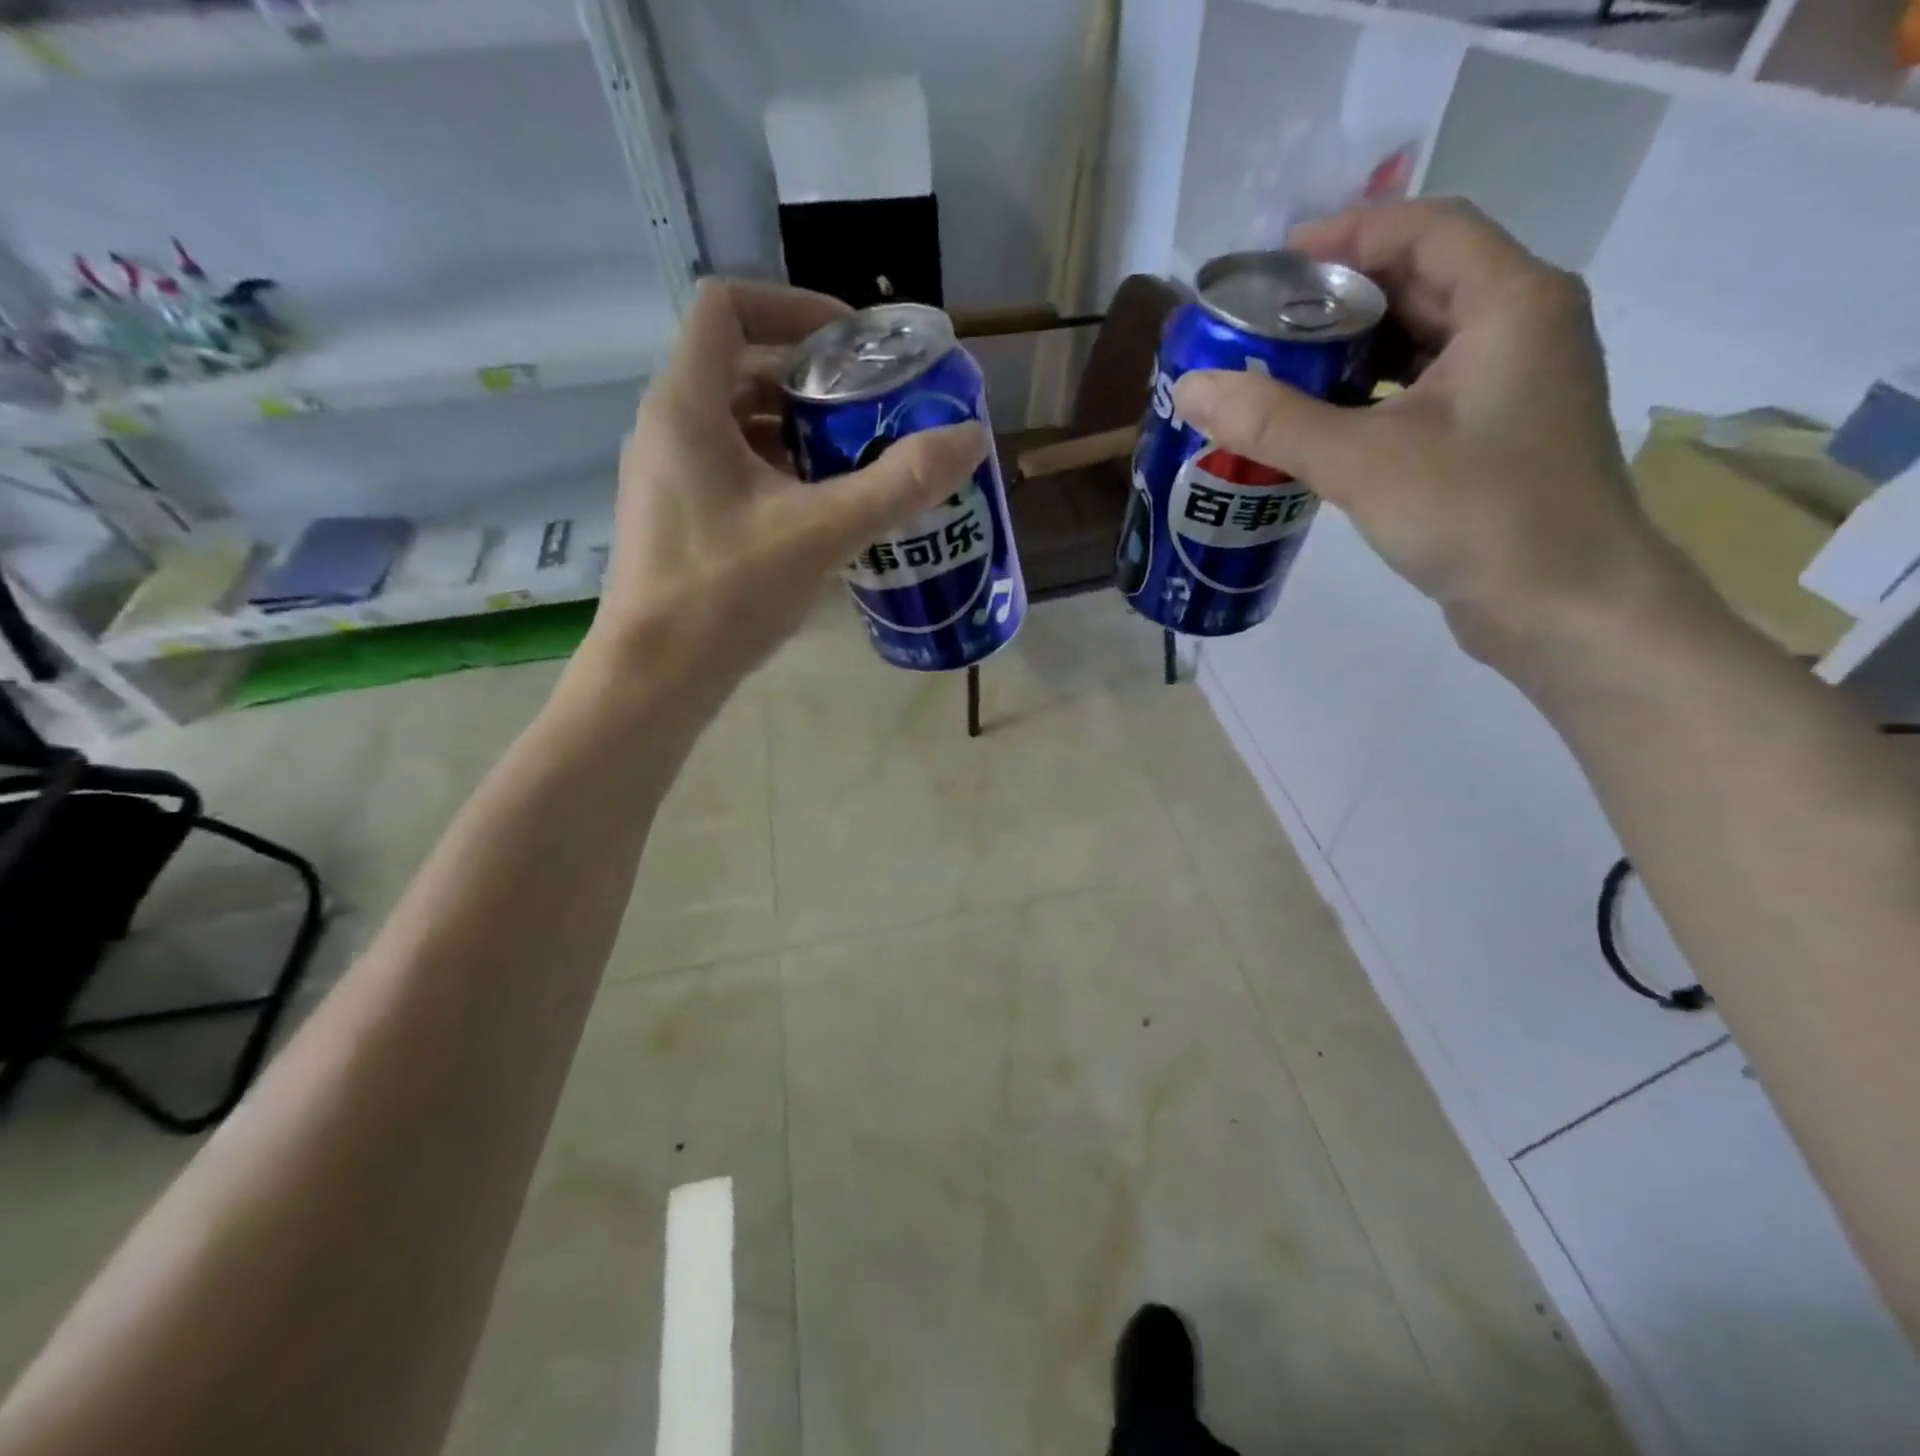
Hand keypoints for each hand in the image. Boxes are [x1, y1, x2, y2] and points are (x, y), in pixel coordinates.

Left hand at [586, 278, 987, 703]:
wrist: (655, 679)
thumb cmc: (726, 593)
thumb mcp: (824, 532)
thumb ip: (900, 483)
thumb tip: (971, 437)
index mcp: (686, 405)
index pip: (728, 305)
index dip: (794, 307)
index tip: (854, 345)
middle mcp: (667, 427)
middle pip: (741, 366)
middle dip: (812, 380)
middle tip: (872, 408)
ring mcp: (668, 476)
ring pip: (738, 423)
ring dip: (799, 431)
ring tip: (858, 460)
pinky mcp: (678, 518)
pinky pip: (732, 468)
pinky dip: (780, 472)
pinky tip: (823, 511)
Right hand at [1172, 199, 1674, 665]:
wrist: (1563, 608)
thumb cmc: (1478, 515)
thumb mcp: (1363, 462)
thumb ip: (1274, 422)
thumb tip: (1191, 387)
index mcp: (1510, 303)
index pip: (1426, 229)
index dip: (1348, 234)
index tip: (1274, 266)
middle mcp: (1520, 328)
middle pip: (1421, 282)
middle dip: (1339, 299)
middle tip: (1263, 327)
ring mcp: (1511, 385)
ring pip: (1420, 342)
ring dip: (1351, 353)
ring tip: (1279, 373)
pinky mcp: (1494, 436)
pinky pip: (1422, 392)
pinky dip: (1370, 398)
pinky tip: (1320, 426)